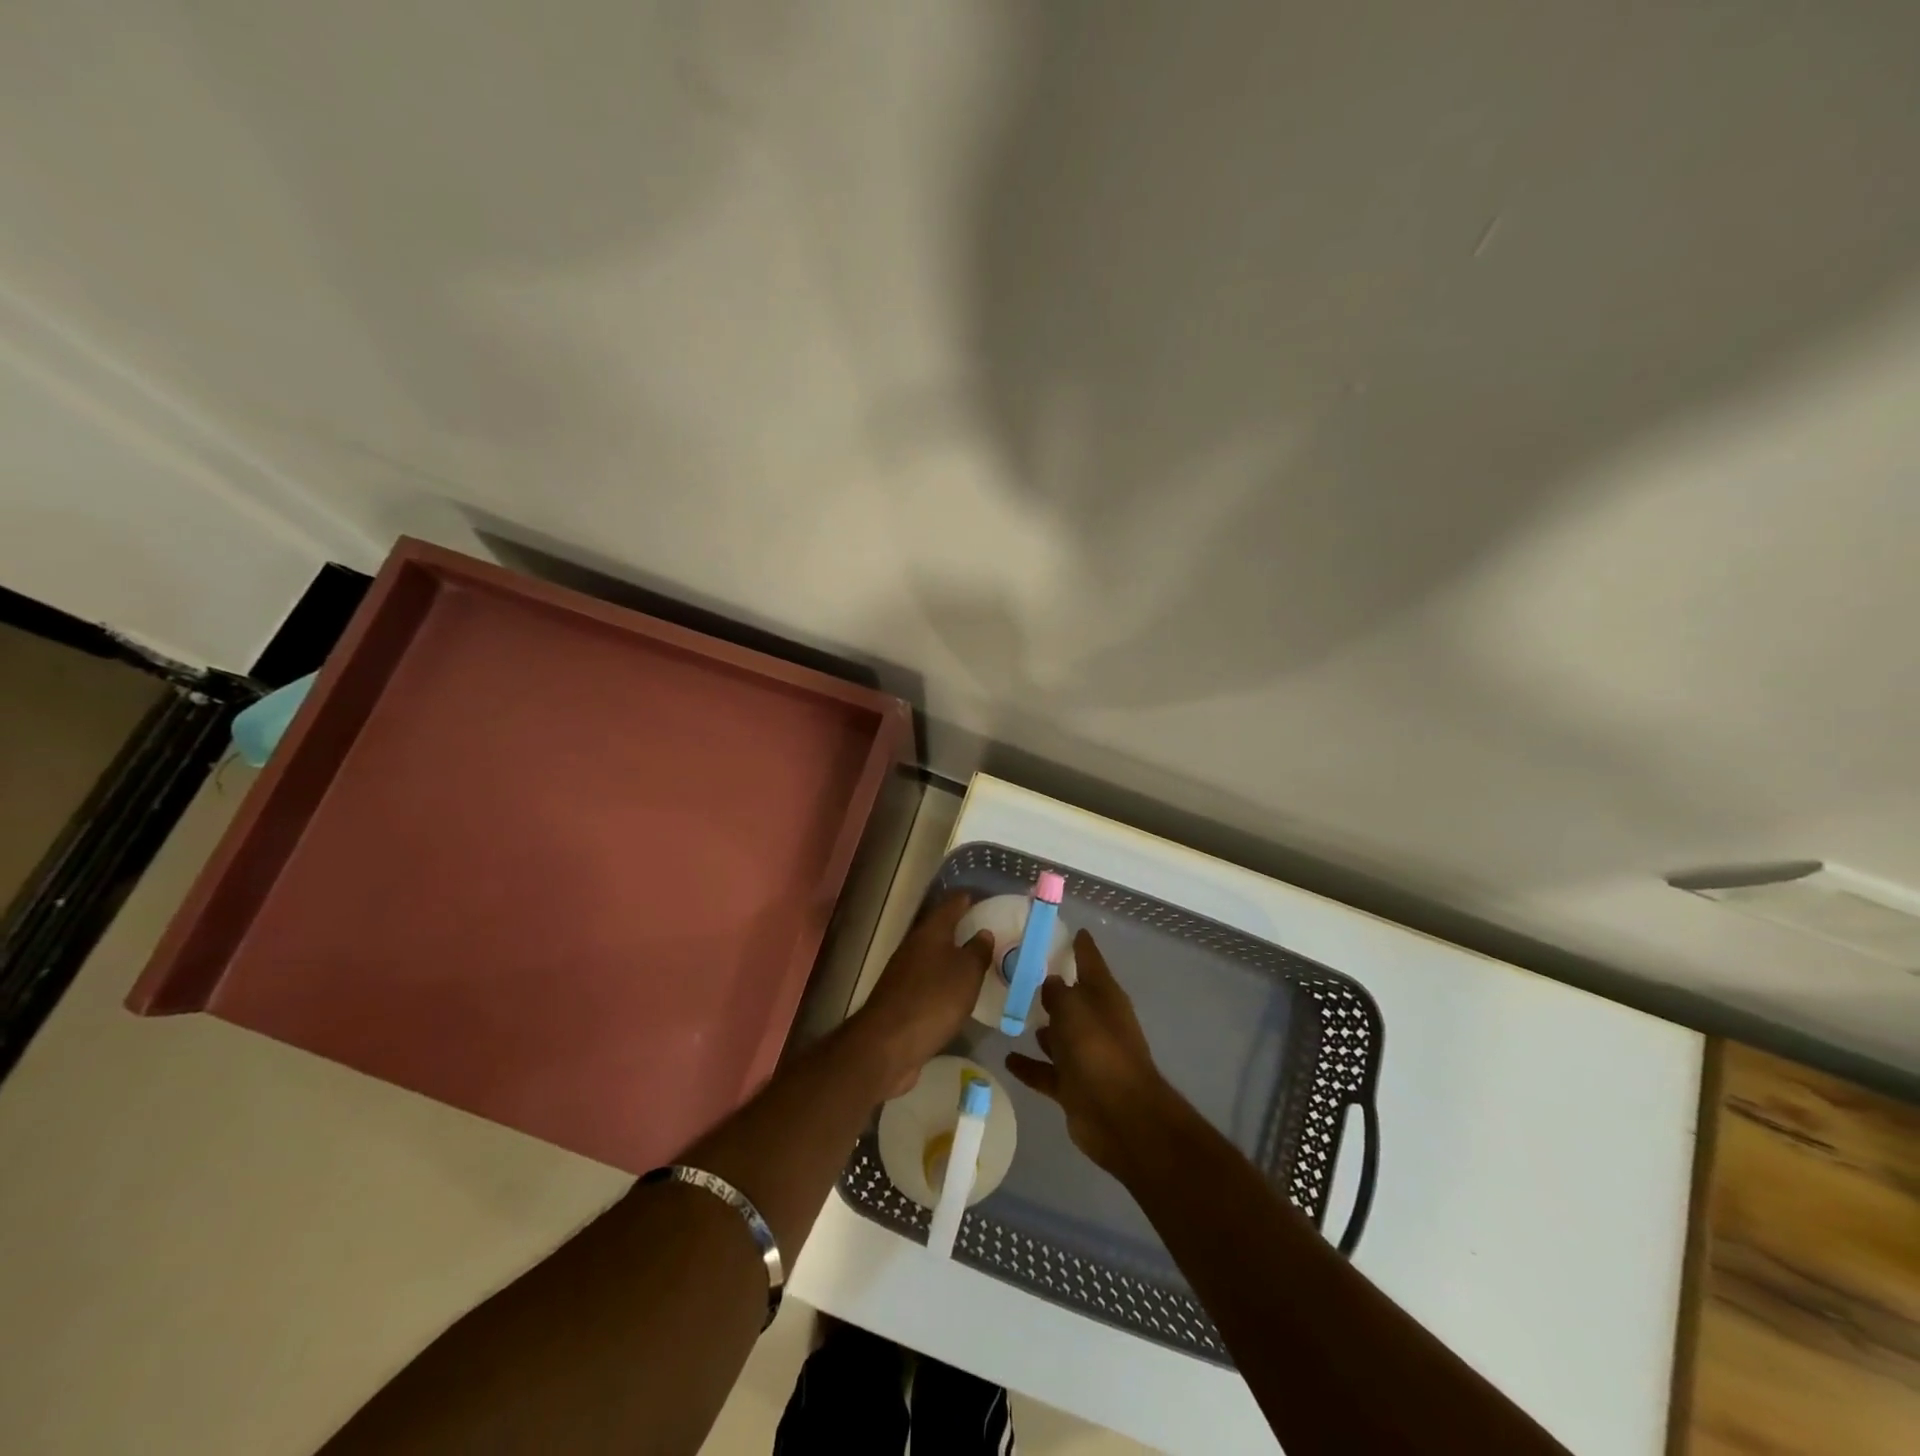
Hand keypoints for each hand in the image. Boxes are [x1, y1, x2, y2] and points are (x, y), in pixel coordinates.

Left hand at [853, 893, 990, 1095]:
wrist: (889, 1043)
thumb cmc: (934, 999)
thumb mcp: (966, 973)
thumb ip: (977, 951)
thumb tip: (983, 932)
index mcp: (930, 932)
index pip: (951, 905)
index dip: (967, 899)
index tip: (982, 896)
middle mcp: (914, 946)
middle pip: (939, 930)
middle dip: (960, 928)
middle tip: (987, 931)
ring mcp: (904, 973)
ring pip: (933, 956)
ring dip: (951, 957)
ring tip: (977, 962)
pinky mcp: (901, 999)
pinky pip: (928, 981)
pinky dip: (943, 982)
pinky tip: (957, 993)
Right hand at [1004, 930, 1176, 1177]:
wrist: (1120, 1116)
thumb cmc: (1098, 1049)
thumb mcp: (1073, 1008)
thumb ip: (1056, 992)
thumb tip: (1049, 983)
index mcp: (1104, 997)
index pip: (1091, 961)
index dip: (1081, 945)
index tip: (1070, 930)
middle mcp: (1097, 1022)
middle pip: (1073, 999)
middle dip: (1053, 988)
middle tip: (1020, 972)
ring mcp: (1086, 1056)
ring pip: (1059, 1036)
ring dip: (1042, 1027)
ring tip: (1013, 1012)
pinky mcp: (1074, 1087)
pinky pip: (1046, 1070)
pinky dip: (1029, 1065)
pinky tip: (1007, 1057)